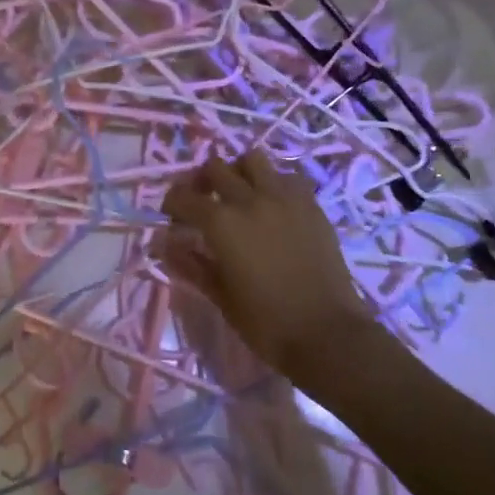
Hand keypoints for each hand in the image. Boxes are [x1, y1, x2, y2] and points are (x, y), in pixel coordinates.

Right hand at [160, 150, 377, 386]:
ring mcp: (284, 198)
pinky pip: (286, 177)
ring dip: (239, 171)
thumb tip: (165, 245)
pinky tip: (272, 205)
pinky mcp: (311, 205)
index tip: (172, 217)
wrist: (329, 335)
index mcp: (221, 223)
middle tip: (202, 201)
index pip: (184, 197)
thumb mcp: (221, 297)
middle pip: (216, 168)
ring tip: (239, 193)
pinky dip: (273, 183)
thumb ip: (191, 265)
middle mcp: (250, 199)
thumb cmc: (267, 323)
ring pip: (253, 159)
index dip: (172, 204)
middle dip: (202, 181)